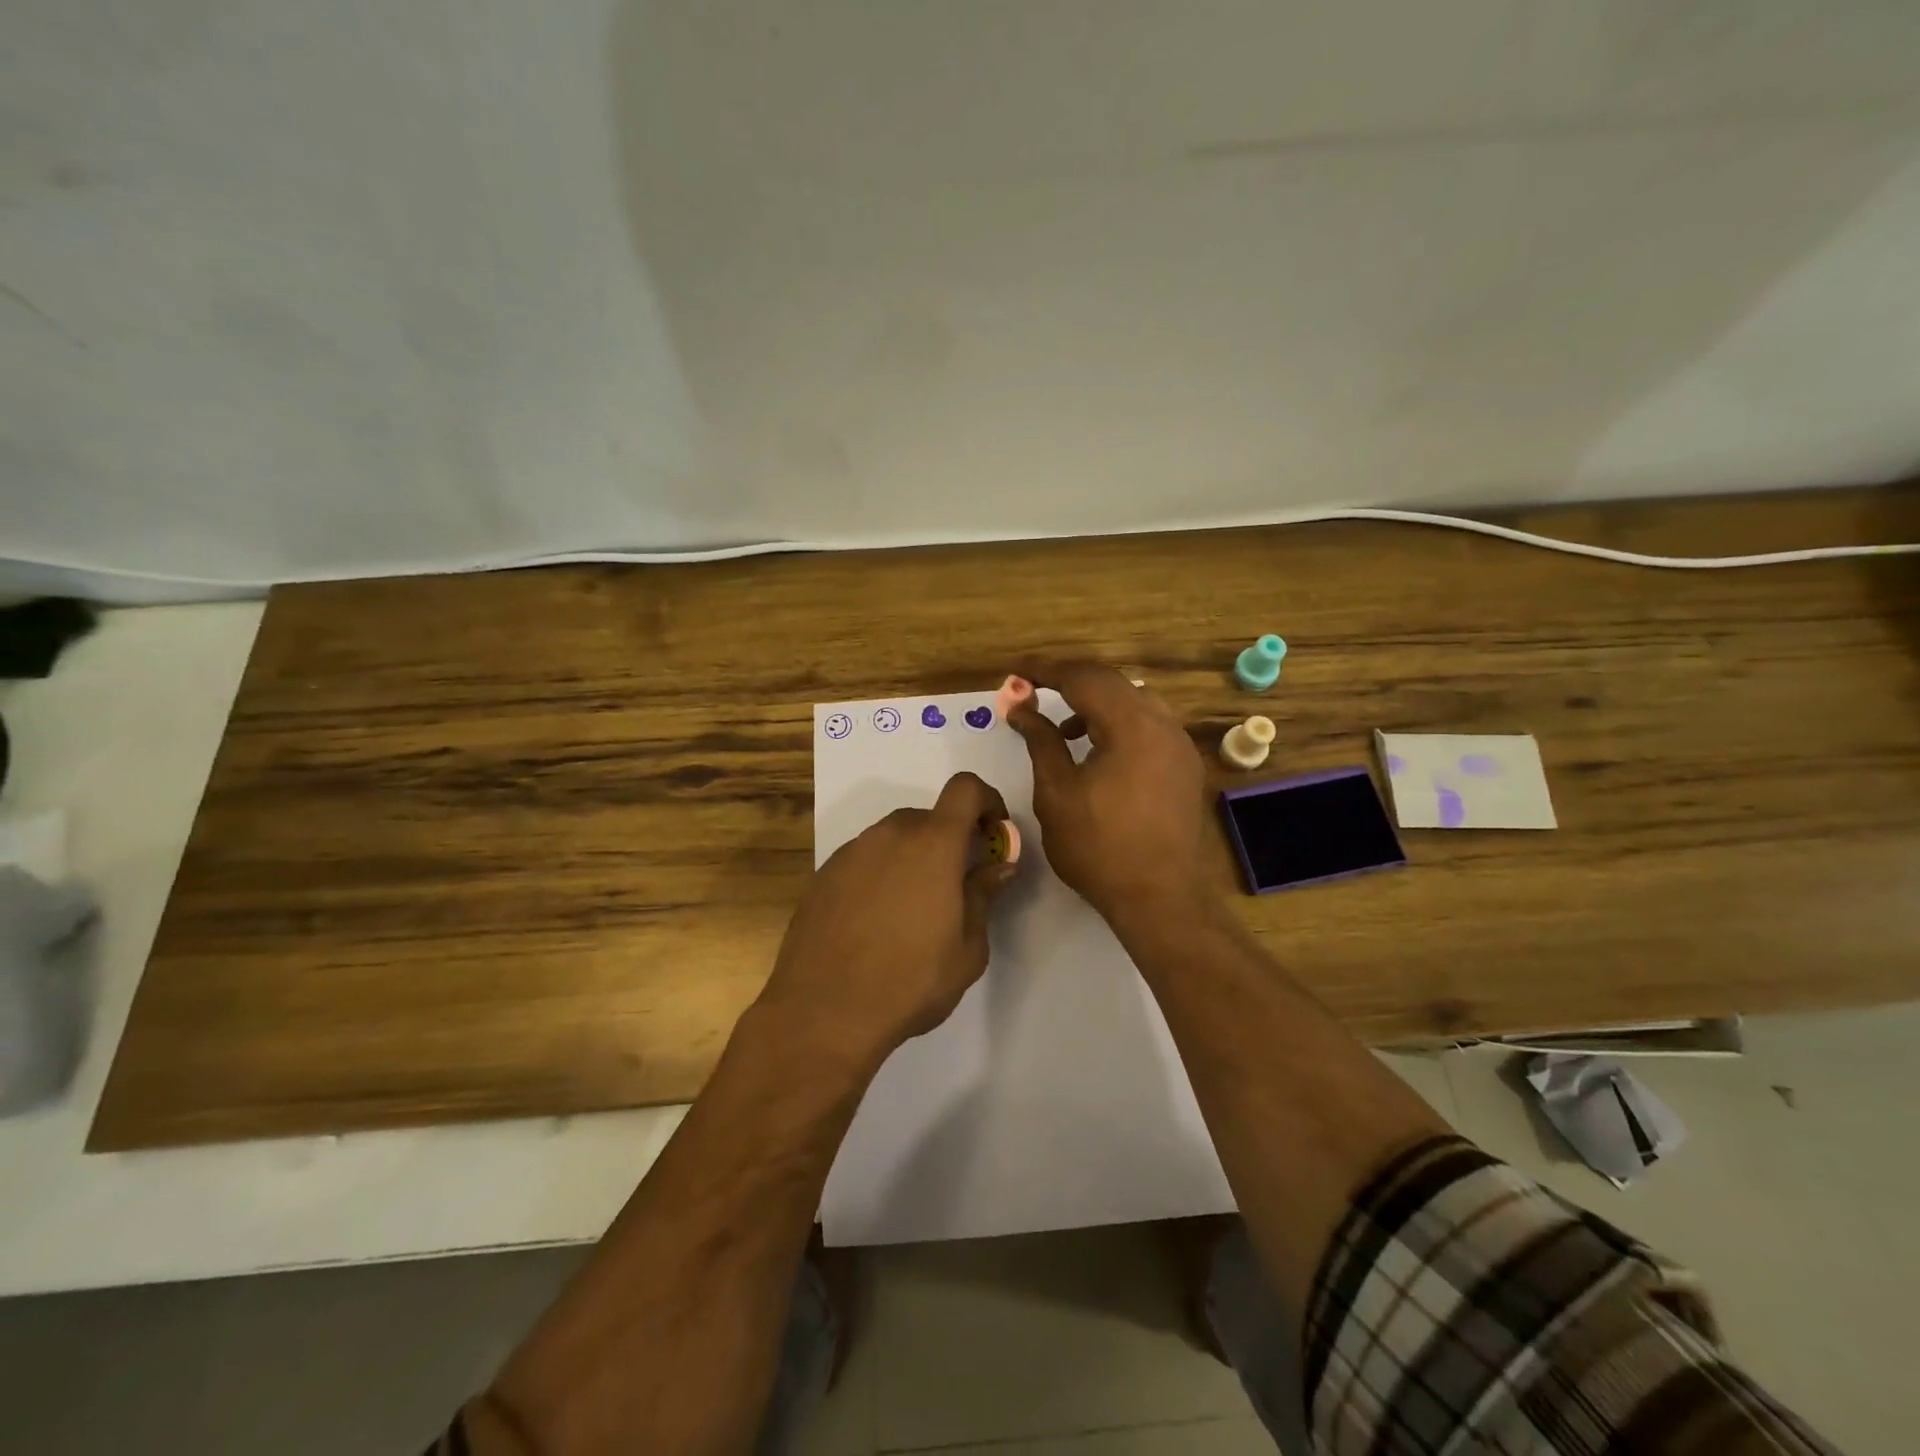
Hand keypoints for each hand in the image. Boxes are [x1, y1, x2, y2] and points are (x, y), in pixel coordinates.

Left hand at [758, 772, 1017, 1067]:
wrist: (823, 1011)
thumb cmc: (910, 981)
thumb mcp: (967, 948)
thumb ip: (984, 895)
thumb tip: (1000, 865)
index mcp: (932, 844)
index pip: (965, 789)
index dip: (987, 801)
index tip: (994, 833)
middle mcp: (889, 835)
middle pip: (929, 817)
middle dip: (950, 840)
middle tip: (957, 885)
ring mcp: (851, 852)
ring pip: (894, 839)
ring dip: (913, 858)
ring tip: (913, 911)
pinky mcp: (824, 875)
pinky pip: (865, 860)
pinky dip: (881, 875)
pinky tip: (876, 922)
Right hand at [1007, 664, 1211, 926]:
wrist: (1159, 897)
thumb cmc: (1099, 847)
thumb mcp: (1057, 792)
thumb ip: (1041, 740)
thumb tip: (1021, 707)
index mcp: (1131, 725)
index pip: (1083, 678)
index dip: (1045, 670)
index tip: (1016, 670)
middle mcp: (1163, 724)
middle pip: (1112, 683)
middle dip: (1071, 682)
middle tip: (1035, 691)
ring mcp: (1180, 745)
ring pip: (1134, 702)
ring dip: (1097, 705)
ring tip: (1066, 731)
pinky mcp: (1185, 766)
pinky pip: (1150, 726)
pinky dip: (1120, 725)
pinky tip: (1099, 754)